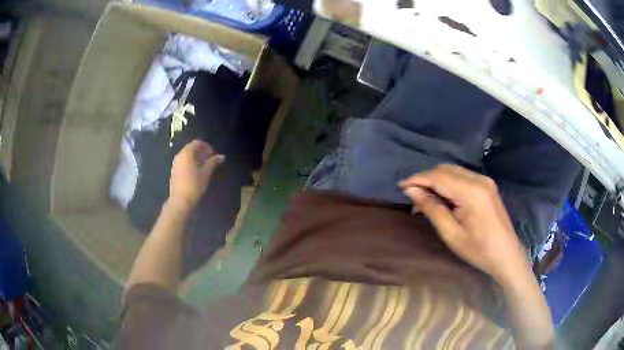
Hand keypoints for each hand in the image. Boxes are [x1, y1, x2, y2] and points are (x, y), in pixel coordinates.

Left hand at [169, 140, 223, 211]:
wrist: (180, 201)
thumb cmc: (194, 186)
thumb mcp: (205, 173)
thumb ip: (213, 162)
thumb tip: (221, 156)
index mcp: (187, 153)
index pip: (197, 143)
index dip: (206, 146)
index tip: (213, 153)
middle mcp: (179, 155)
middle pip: (191, 148)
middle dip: (201, 151)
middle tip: (209, 158)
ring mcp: (175, 163)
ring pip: (186, 155)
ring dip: (195, 157)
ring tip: (204, 165)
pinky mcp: (174, 171)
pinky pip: (183, 161)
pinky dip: (190, 162)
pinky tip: (196, 171)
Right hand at [399, 164, 528, 281]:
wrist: (506, 254)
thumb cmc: (478, 250)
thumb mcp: (451, 234)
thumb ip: (432, 208)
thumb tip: (412, 191)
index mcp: (471, 191)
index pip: (438, 176)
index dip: (417, 179)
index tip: (401, 187)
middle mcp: (479, 179)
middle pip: (445, 169)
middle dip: (426, 179)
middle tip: (412, 196)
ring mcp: (485, 180)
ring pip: (453, 171)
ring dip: (436, 180)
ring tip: (425, 198)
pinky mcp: (487, 185)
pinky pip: (462, 176)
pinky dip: (448, 183)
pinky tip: (443, 197)